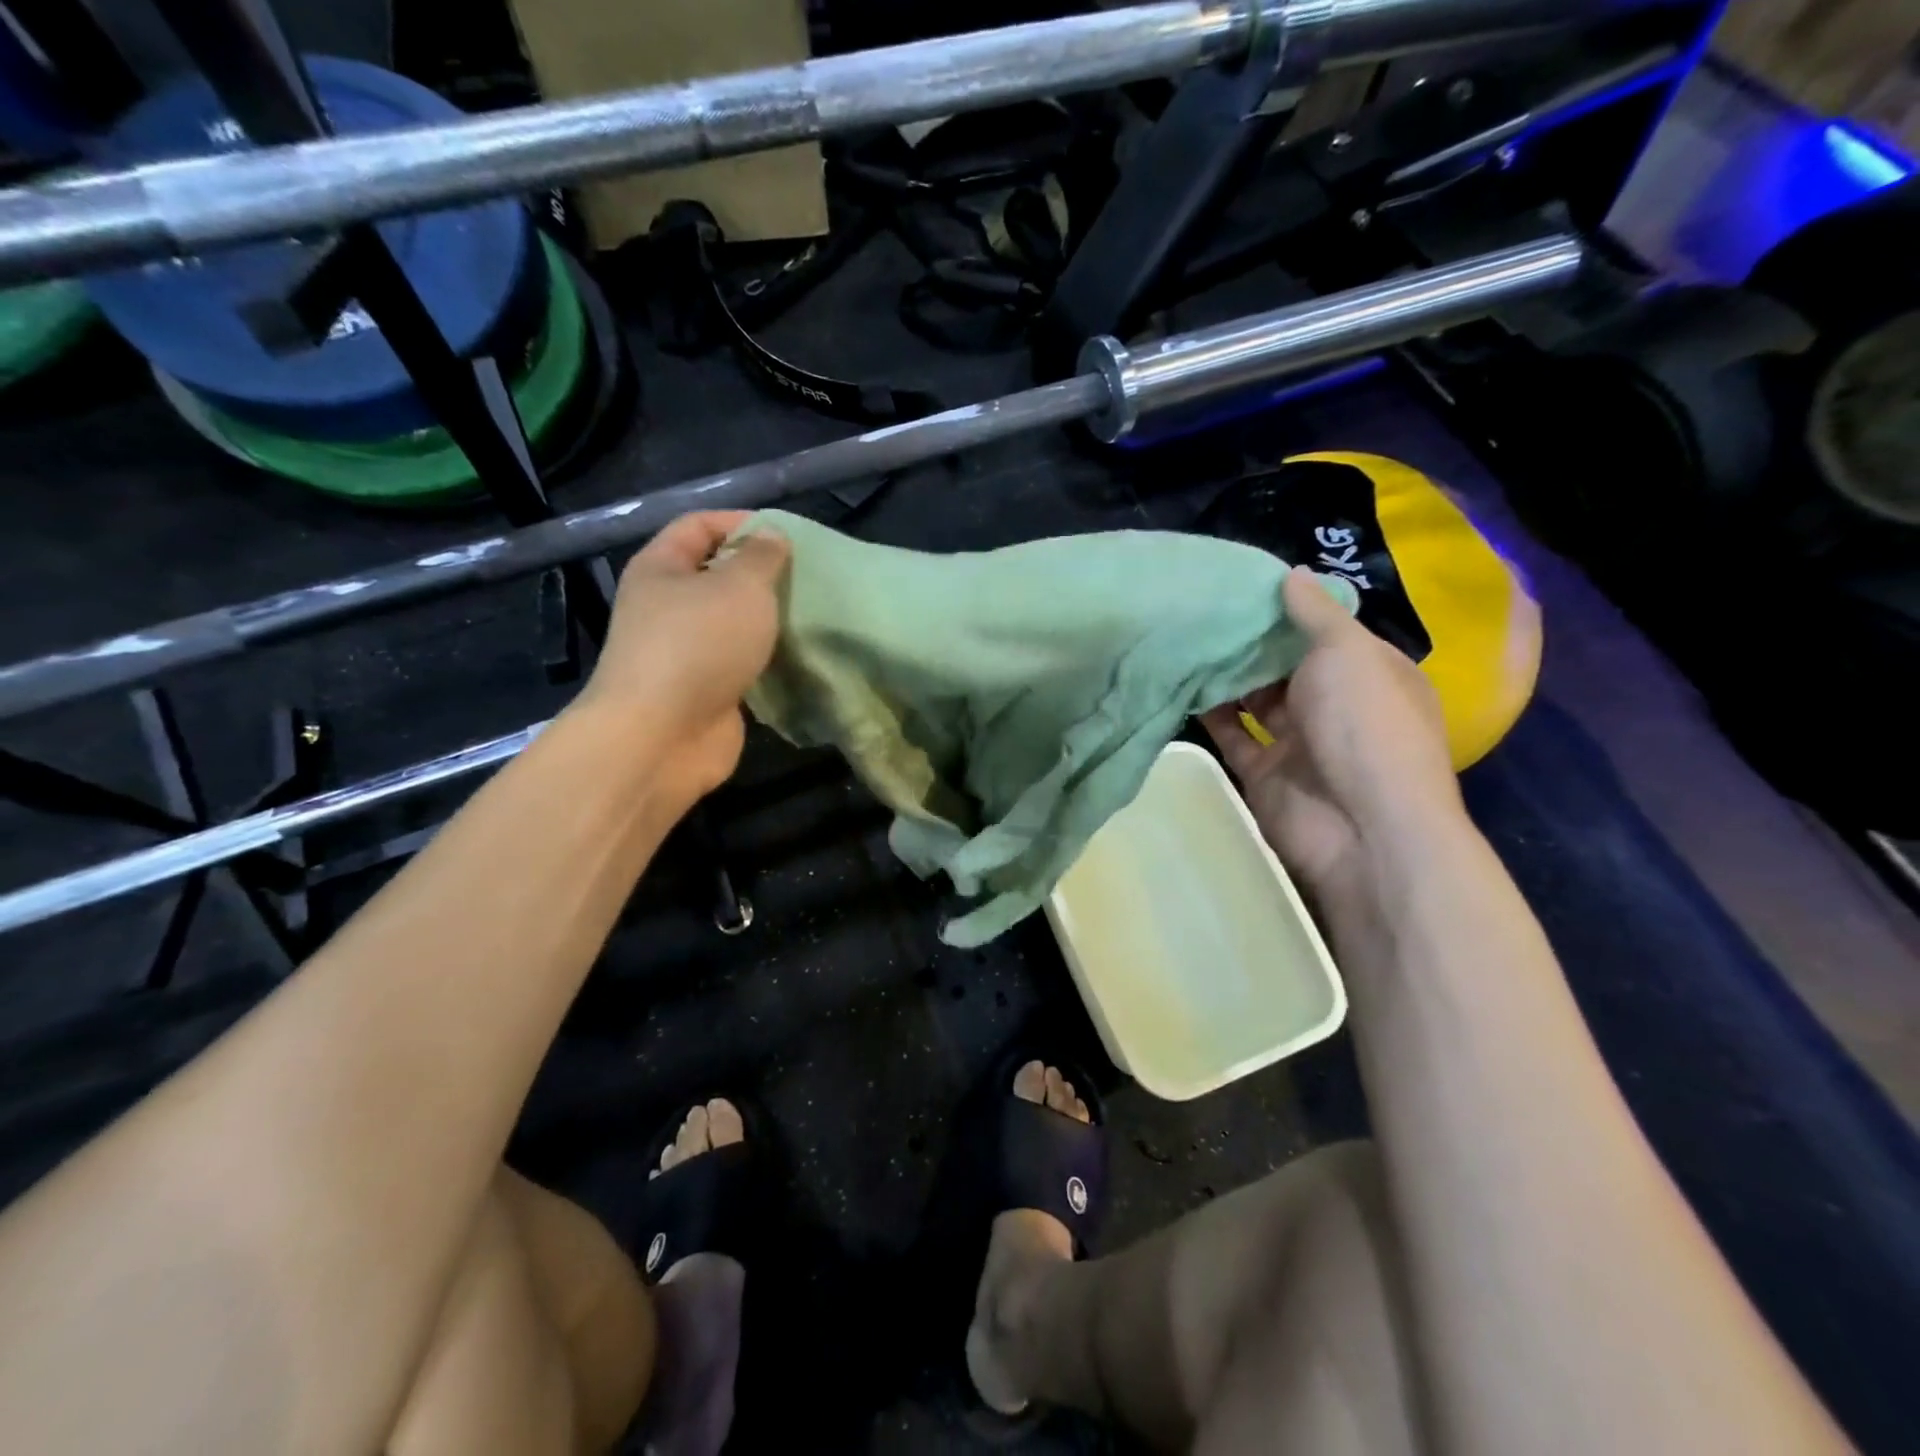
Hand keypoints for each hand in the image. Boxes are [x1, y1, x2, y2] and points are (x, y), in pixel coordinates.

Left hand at [577, 511, 789, 806]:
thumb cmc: (698, 645)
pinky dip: (767, 660)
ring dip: (767, 621)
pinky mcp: (705, 691)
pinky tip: (800, 657)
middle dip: (761, 575)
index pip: (699, 525)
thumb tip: (771, 535)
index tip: (788, 536)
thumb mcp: (740, 586)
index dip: (741, 521)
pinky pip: (741, 663)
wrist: (662, 736)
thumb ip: (762, 557)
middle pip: (717, 576)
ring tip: (811, 616)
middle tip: (807, 579)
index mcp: (661, 568)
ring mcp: (684, 653)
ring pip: (732, 624)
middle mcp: (666, 607)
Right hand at [1202, 568, 1464, 908]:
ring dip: (1227, 677)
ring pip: (1255, 701)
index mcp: (1371, 674)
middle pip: (1286, 666)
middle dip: (1250, 643)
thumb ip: (1315, 614)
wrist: (1360, 827)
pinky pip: (1232, 736)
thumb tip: (1290, 574)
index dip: (1289, 611)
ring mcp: (1300, 742)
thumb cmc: (1364, 725)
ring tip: (1184, 640)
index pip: (1327, 633)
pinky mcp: (1265, 773)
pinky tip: (1182, 685)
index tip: (1241, 586)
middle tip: (1200, 609)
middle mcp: (1337, 706)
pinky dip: (1210, 715)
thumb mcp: (1347, 652)